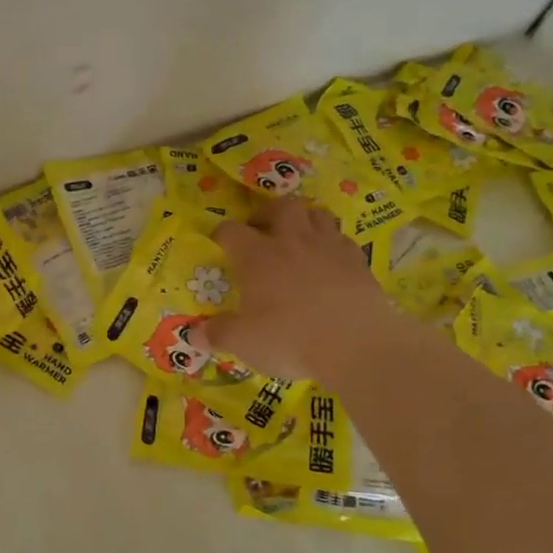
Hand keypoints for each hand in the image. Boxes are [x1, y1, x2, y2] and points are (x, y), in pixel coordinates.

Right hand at [207, 199, 385, 381]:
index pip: (231, 231)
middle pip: (280, 207)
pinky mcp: (358, 260)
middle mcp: (291, 241)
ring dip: (303, 220)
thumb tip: (194, 335)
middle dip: (267, 214)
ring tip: (296, 239)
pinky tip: (327, 261)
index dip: (221, 234)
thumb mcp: (243, 343)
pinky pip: (341, 238)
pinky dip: (331, 243)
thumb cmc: (290, 339)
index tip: (219, 244)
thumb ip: (217, 334)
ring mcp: (328, 247)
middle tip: (261, 232)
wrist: (357, 345)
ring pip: (316, 214)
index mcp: (257, 256)